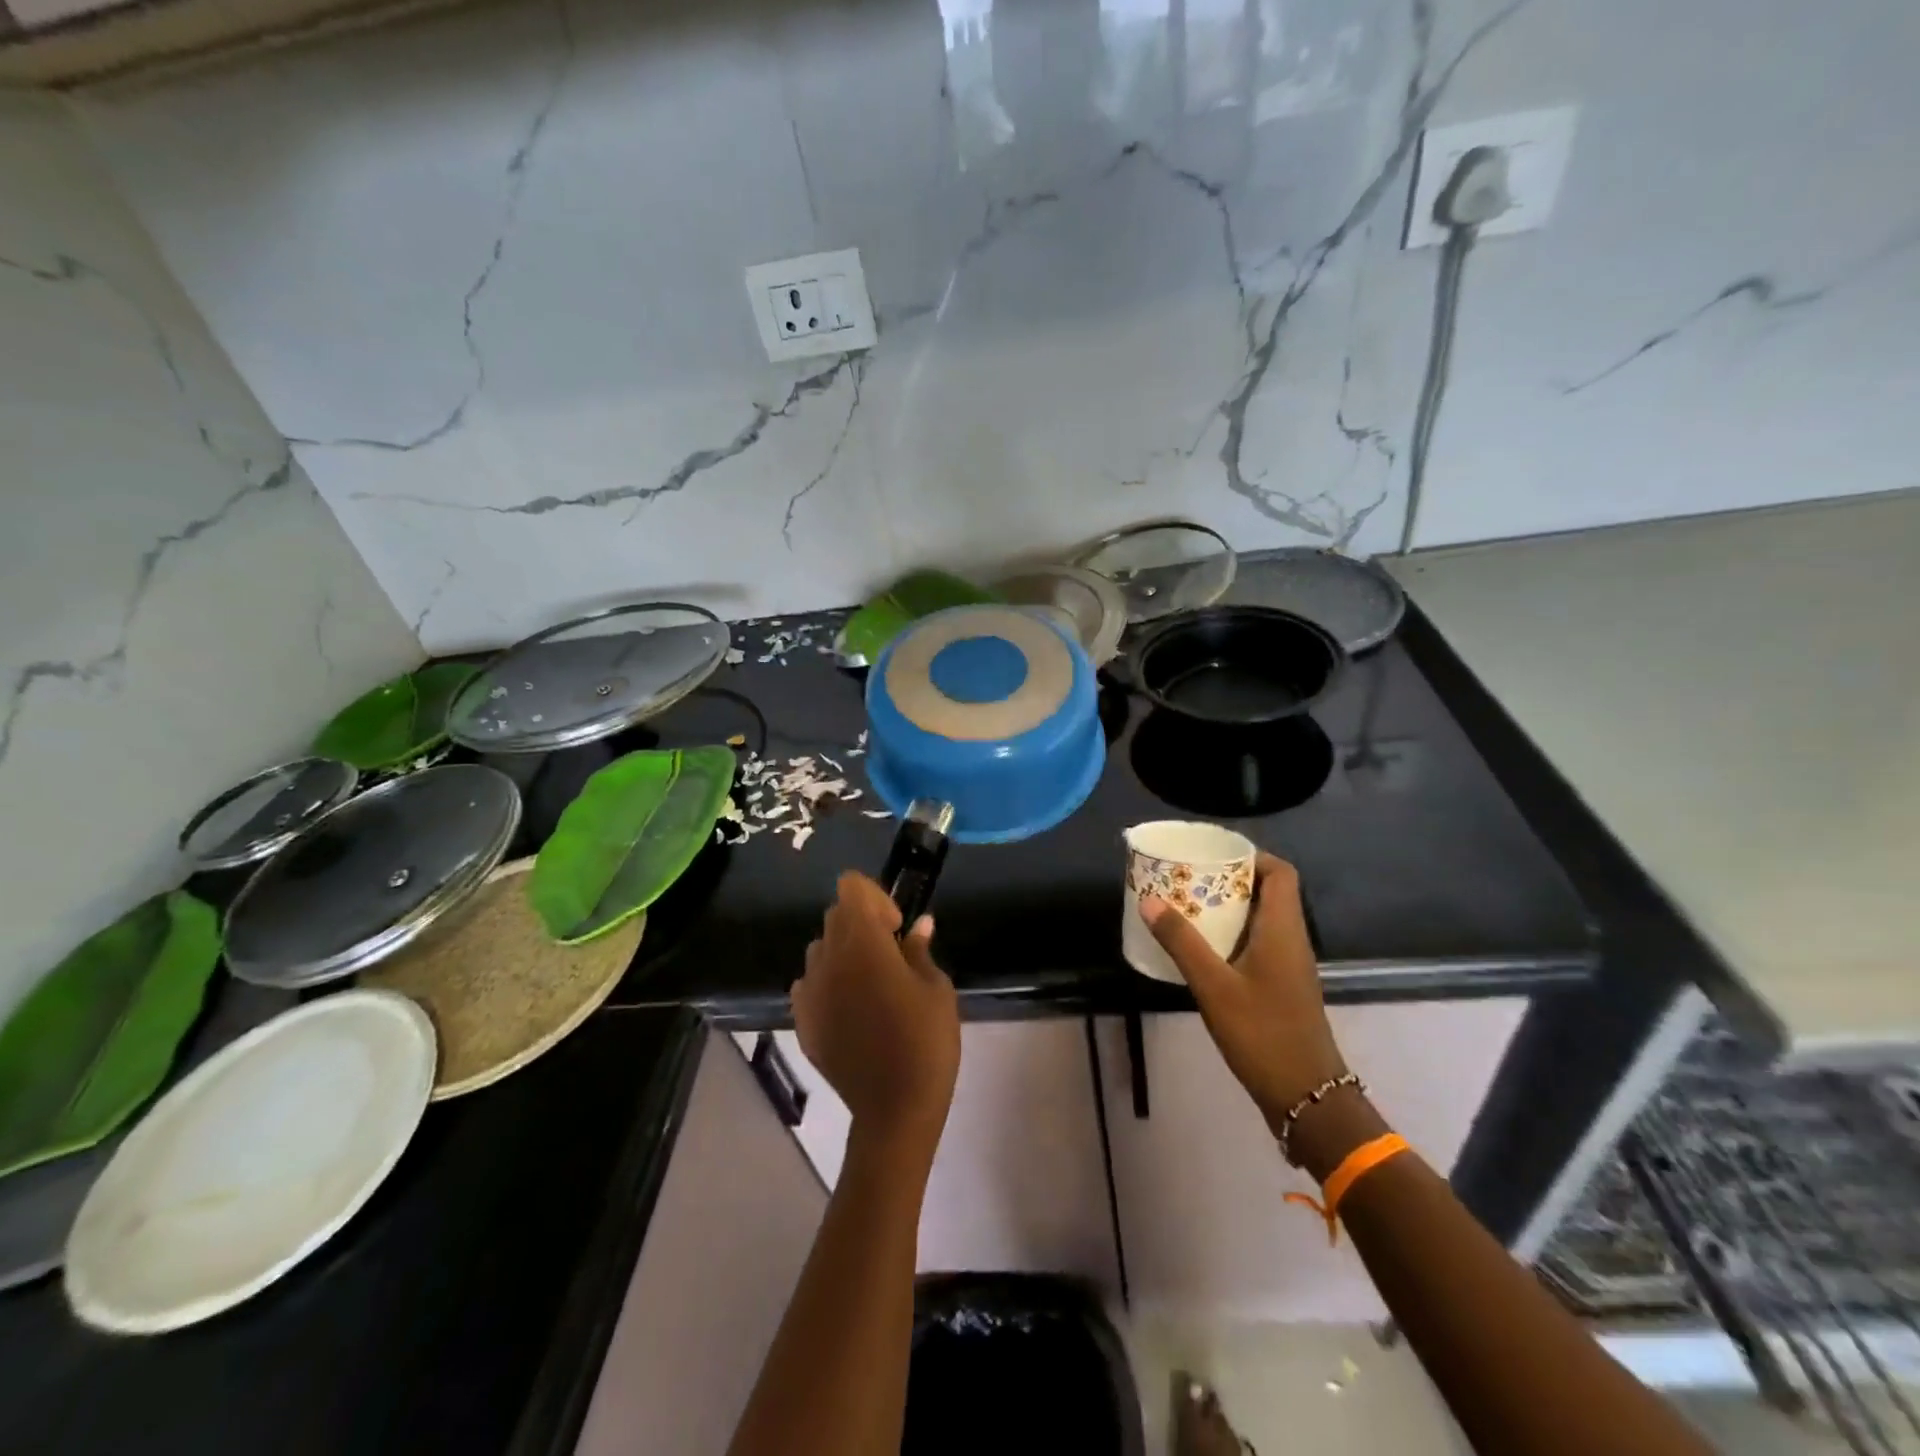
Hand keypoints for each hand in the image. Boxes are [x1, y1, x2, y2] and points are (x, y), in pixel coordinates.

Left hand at [793, 872, 959, 1158]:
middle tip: (891, 955)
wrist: (894, 1109)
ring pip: (820, 950)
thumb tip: (919, 925)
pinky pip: (810, 985)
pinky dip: (828, 984)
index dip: (875, 897)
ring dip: (843, 953)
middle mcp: (827, 958)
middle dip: (861, 923)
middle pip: (835, 916)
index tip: (896, 927)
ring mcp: (809, 991)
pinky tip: (852, 1012)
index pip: (851, 888)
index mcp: (862, 943)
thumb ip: (920, 950)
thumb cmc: (925, 1041)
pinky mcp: (802, 1021)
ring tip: (870, 985)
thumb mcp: (936, 989)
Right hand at [1141, 853, 1347, 1136]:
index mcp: (1284, 929)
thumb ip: (1181, 942)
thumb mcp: (1214, 986)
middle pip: (1268, 892)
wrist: (1306, 1097)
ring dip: (1228, 909)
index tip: (1214, 856)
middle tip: (1188, 878)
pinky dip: (1231, 935)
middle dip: (1229, 881)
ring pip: (1262, 919)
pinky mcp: (1282, 987)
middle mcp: (1292, 940)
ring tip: (1187, 905)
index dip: (1252, 857)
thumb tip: (1149, 900)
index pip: (1281, 873)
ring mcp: (1289, 966)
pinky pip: (1258, 944)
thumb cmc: (1263, 1033)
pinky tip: (1201, 948)